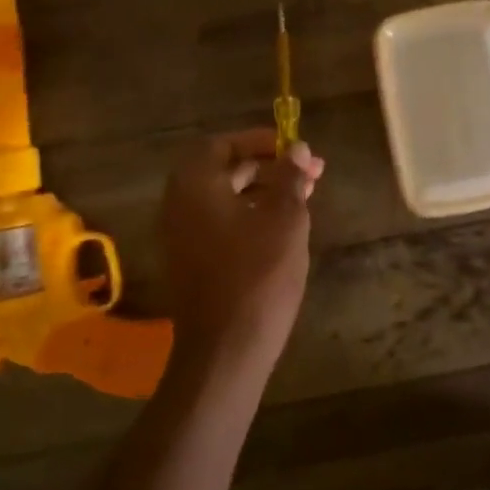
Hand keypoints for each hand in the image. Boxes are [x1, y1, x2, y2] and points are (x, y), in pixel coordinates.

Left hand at [161, 129, 324, 378]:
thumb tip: (295, 148)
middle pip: (223, 170)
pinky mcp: (191, 262)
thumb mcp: (284, 219)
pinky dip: (250, 214)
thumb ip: (289, 177)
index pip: (221, 144)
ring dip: (263, 191)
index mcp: (195, 186)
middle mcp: (179, 205)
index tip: (293, 147)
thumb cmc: (258, 275)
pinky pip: (220, 223)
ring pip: (224, 198)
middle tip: (310, 172)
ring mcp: (181, 237)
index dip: (258, 140)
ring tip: (305, 197)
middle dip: (268, 166)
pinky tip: (283, 227)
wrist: (226, 349)